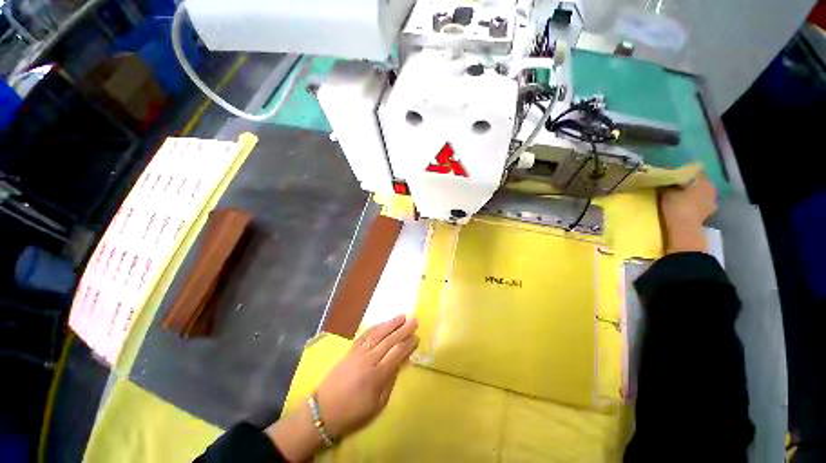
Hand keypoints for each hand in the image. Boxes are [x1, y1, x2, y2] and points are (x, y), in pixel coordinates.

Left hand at [266, 315, 417, 460]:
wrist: (323, 411)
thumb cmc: (353, 412)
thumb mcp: (377, 405)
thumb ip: (390, 381)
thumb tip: (400, 363)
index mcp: (377, 375)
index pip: (397, 354)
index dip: (408, 344)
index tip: (417, 337)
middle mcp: (369, 360)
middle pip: (389, 340)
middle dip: (403, 329)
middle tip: (414, 320)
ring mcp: (358, 353)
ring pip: (378, 334)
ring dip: (391, 324)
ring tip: (402, 316)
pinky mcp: (350, 350)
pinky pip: (365, 335)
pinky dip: (376, 327)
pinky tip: (383, 323)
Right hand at [660, 174, 716, 253]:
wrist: (683, 230)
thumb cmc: (677, 207)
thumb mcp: (666, 192)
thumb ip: (667, 183)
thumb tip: (664, 178)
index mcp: (704, 181)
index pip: (694, 170)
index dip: (683, 171)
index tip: (672, 174)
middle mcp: (711, 190)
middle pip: (699, 182)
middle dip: (688, 183)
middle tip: (674, 185)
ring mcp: (711, 203)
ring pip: (700, 194)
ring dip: (691, 194)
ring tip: (678, 197)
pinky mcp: (707, 214)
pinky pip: (699, 204)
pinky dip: (692, 204)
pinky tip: (683, 206)